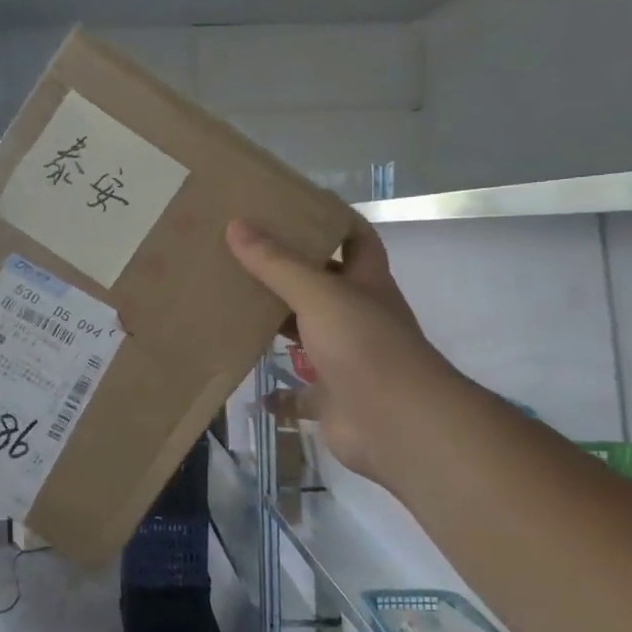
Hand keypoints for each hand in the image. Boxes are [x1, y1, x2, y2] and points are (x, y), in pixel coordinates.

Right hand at [226, 217, 441, 479]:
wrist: (398, 424)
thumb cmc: (364, 345)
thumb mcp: (318, 294)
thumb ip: (276, 263)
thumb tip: (235, 225)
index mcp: (366, 283)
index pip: (356, 239)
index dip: (332, 220)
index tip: (293, 207)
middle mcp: (358, 317)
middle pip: (323, 286)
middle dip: (288, 273)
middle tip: (242, 255)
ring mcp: (345, 359)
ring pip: (306, 335)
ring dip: (277, 326)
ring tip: (233, 306)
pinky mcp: (332, 398)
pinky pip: (298, 394)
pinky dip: (276, 392)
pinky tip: (247, 378)